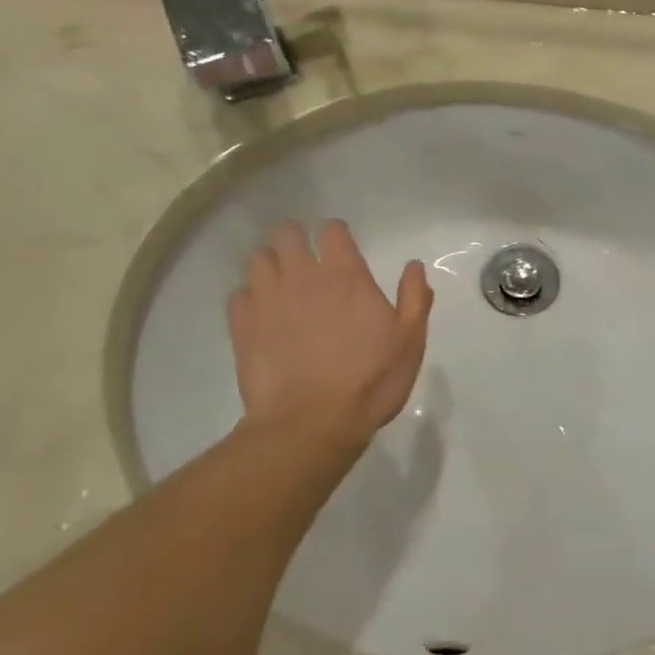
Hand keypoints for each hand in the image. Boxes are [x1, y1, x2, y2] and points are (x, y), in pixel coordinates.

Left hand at [228, 220, 433, 450]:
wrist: (312, 423)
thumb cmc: (370, 381)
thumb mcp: (410, 341)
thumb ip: (414, 298)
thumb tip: (414, 266)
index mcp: (346, 277)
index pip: (331, 231)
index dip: (335, 234)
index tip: (340, 247)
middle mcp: (303, 278)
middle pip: (286, 234)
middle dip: (295, 239)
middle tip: (306, 260)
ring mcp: (268, 300)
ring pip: (258, 259)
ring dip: (270, 264)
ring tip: (281, 284)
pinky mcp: (242, 326)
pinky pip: (239, 295)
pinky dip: (250, 298)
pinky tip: (262, 315)